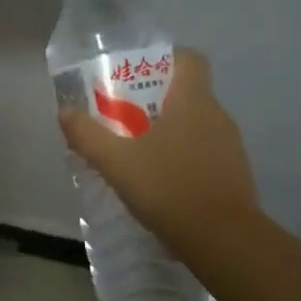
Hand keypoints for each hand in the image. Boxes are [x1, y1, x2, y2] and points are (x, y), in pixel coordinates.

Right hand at [58, 48, 257, 245]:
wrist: (222, 241)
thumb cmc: (168, 188)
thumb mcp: (115, 161)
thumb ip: (87, 134)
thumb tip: (66, 113)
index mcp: (194, 101)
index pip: (190, 59)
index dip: (165, 59)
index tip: (136, 75)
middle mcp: (217, 116)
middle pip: (187, 93)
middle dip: (155, 101)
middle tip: (122, 118)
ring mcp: (230, 148)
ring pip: (196, 126)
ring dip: (168, 132)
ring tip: (136, 153)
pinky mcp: (234, 176)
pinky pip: (204, 154)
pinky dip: (182, 159)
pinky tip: (159, 183)